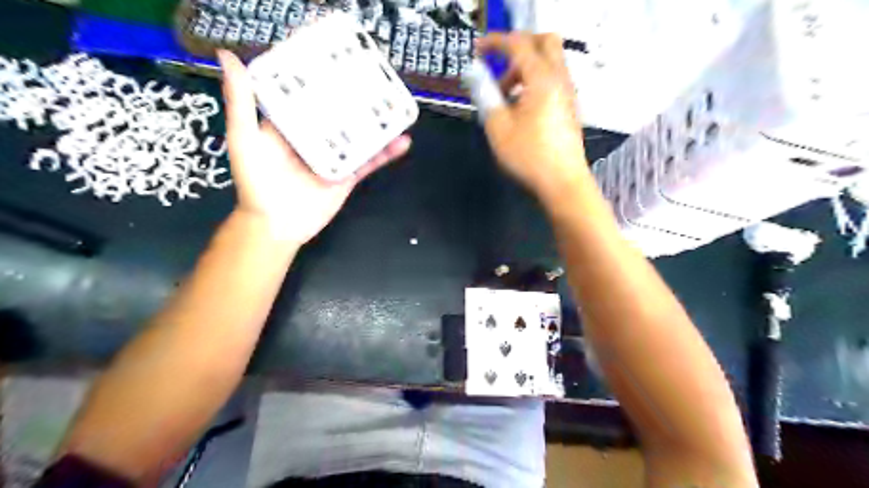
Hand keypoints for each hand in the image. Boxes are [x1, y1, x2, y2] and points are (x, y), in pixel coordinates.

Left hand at [216, 50, 409, 243]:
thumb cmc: (256, 182)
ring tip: (396, 103)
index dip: (320, 69)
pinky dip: (387, 153)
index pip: (308, 90)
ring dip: (378, 120)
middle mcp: (315, 134)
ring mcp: (335, 155)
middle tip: (376, 71)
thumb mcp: (244, 138)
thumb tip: (229, 55)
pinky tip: (403, 141)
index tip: (336, 46)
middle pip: (340, 109)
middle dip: (357, 92)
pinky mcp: (349, 174)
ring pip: (360, 133)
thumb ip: (241, 101)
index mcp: (291, 121)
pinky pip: (370, 161)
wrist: (276, 225)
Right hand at [475, 35, 589, 201]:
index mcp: (542, 79)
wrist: (562, 182)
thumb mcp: (498, 127)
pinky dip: (534, 81)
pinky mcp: (569, 107)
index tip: (476, 50)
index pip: (518, 44)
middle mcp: (560, 79)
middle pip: (544, 42)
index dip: (495, 42)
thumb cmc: (529, 156)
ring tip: (504, 96)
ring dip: (525, 68)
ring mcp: (568, 93)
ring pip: (549, 62)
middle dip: (518, 46)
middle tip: (499, 65)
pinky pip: (552, 80)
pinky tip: (520, 108)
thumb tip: (474, 74)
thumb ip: (485, 95)